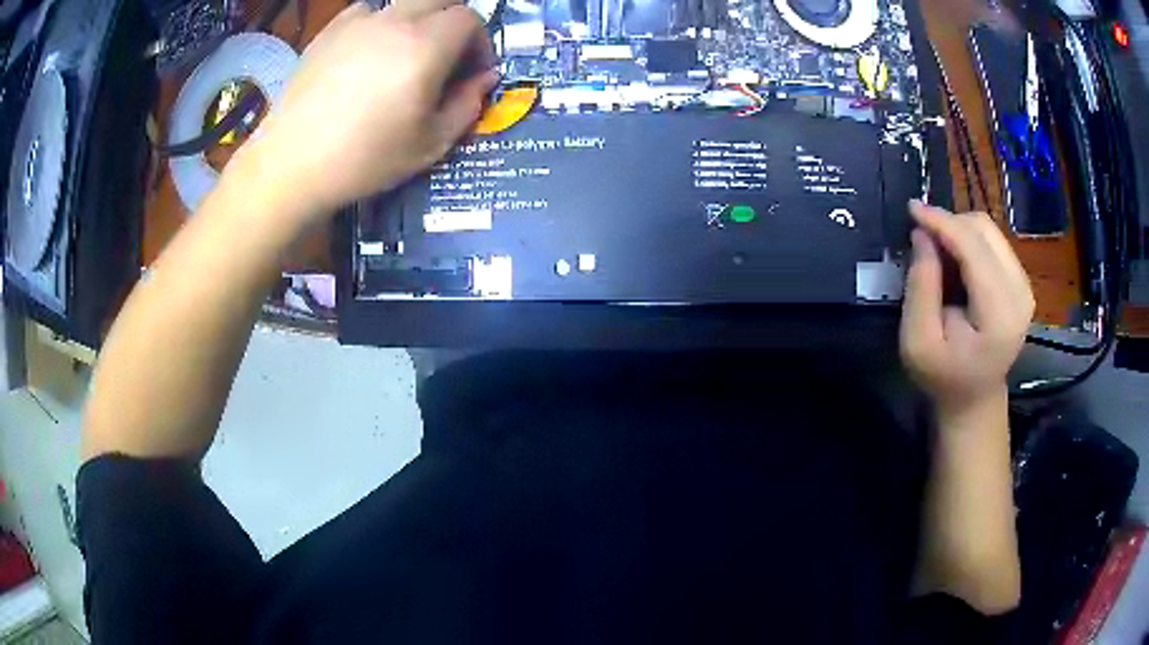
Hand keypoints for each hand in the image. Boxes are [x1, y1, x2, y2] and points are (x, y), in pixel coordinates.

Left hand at [244, 0, 497, 219]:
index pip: (470, 19)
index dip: (480, 43)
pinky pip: (367, 12)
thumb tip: (485, 77)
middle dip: (454, 23)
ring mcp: (358, 22)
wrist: (291, 164)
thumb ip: (467, 104)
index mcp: (425, 46)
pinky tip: (368, 53)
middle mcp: (395, 21)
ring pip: (404, 3)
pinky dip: (379, 24)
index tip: (473, 72)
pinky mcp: (329, 31)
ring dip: (417, 22)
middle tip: (447, 58)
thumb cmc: (365, 159)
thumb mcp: (430, 144)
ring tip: (404, 57)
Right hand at [900, 201, 1034, 414]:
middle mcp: (1020, 293)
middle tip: (921, 237)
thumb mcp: (917, 342)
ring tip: (937, 251)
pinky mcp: (1021, 281)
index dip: (942, 222)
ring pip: (989, 230)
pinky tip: (954, 259)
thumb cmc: (943, 376)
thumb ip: (921, 287)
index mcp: (1000, 315)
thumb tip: (922, 234)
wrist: (975, 397)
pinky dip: (969, 240)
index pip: (973, 248)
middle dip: (949, 223)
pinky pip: (994, 241)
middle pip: (984, 230)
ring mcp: (1025, 285)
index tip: (911, 208)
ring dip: (959, 230)